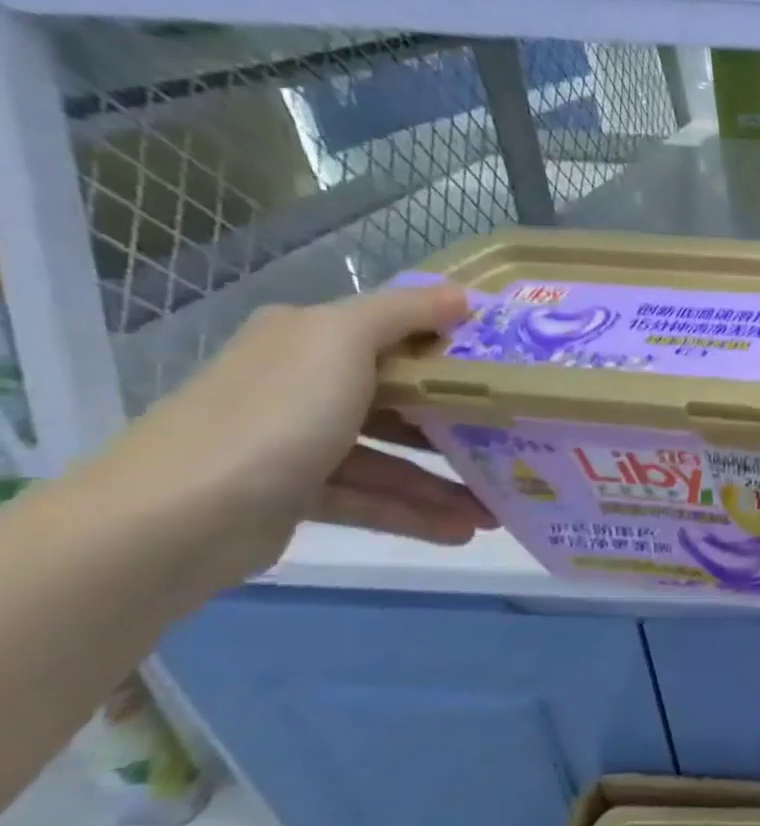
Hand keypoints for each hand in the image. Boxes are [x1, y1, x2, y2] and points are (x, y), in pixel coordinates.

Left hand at [98, 284, 497, 584]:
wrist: (176, 519)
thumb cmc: (276, 417)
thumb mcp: (341, 342)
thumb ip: (403, 312)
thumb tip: (461, 294)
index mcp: (307, 339)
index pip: (393, 335)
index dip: (453, 350)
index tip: (511, 370)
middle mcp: (301, 384)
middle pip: (399, 401)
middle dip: (459, 428)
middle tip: (515, 445)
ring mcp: (297, 443)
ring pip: (391, 459)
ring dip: (445, 484)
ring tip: (498, 511)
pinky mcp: (296, 495)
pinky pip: (372, 500)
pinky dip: (414, 515)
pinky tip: (460, 531)